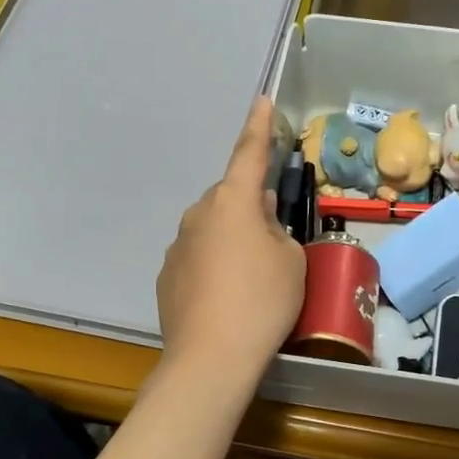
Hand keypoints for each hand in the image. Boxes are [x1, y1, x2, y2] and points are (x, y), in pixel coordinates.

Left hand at [157, 96, 306, 377]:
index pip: (248, 154)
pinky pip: (198, 257)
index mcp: (233, 202)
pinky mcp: (167, 275)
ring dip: (232, 241)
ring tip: (251, 282)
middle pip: (231, 201)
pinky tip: (226, 299)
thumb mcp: (290, 261)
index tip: (260, 101)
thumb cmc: (263, 301)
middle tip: (274, 245)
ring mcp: (178, 245)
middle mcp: (199, 214)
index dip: (258, 128)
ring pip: (214, 230)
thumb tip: (260, 217)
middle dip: (251, 211)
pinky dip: (214, 267)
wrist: (211, 358)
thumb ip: (277, 229)